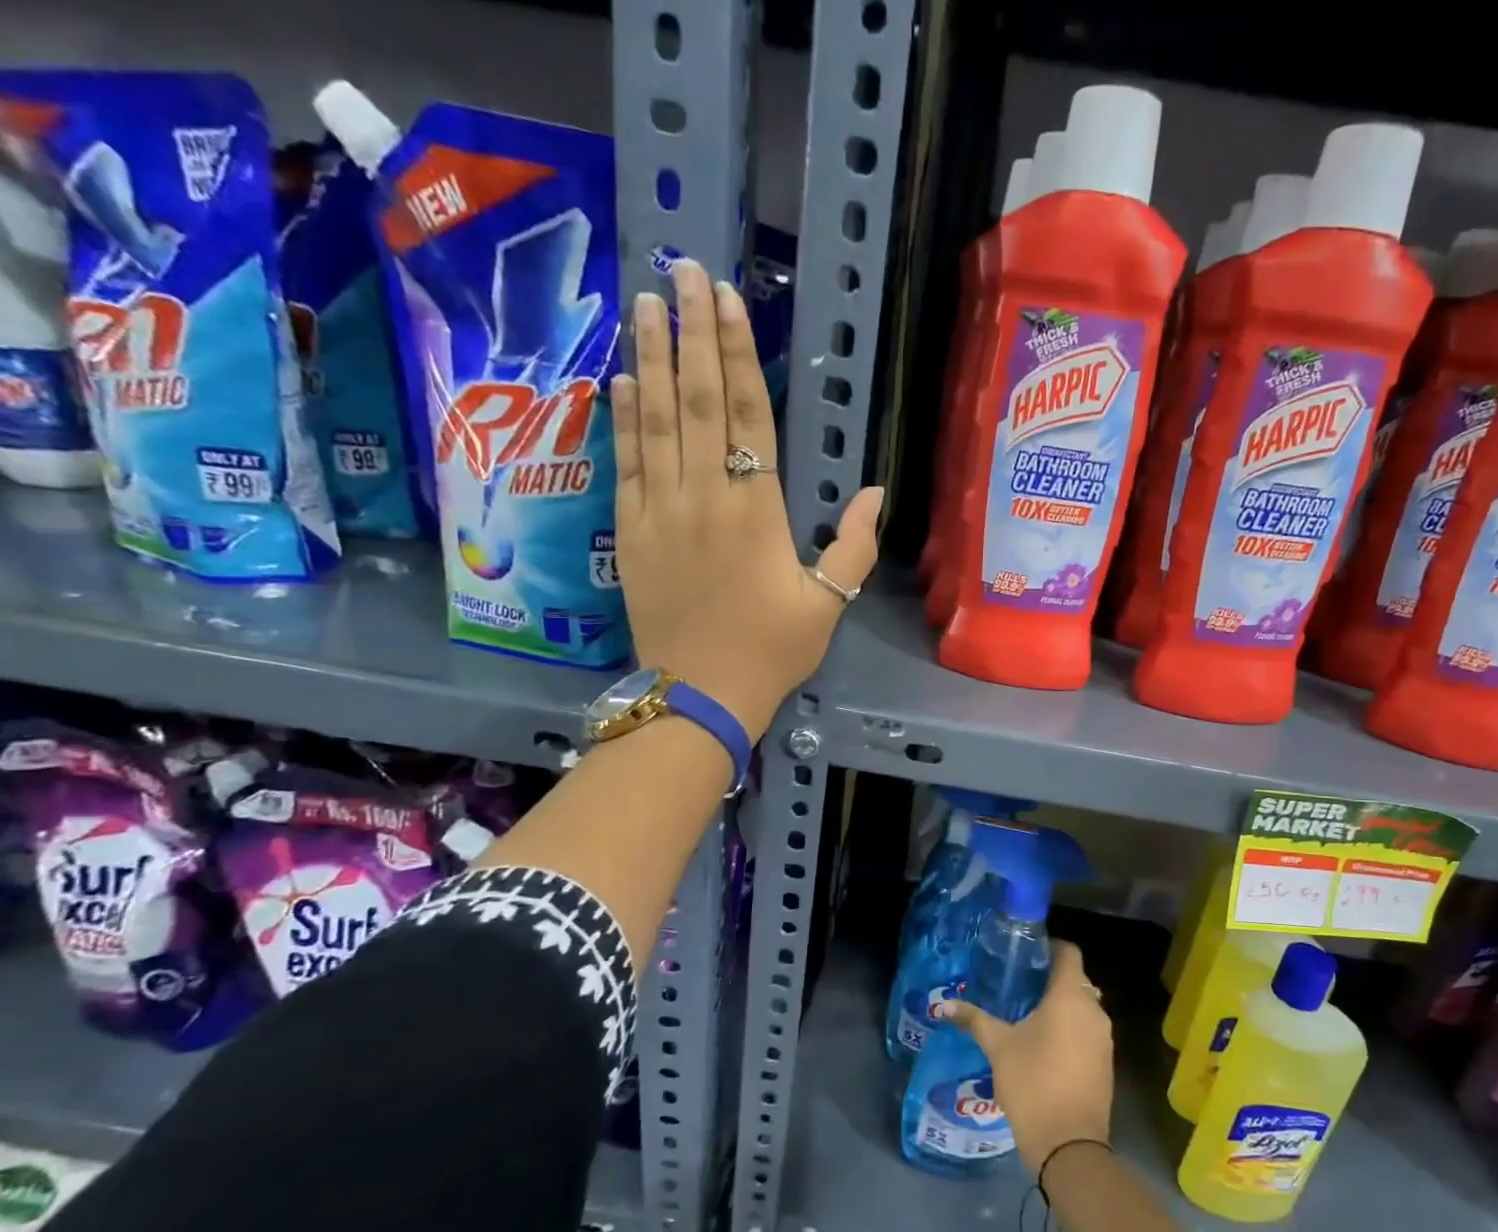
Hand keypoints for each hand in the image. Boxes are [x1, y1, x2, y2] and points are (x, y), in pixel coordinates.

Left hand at [610, 259, 883, 739]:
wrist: (701, 694)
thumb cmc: (772, 650)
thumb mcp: (828, 604)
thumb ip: (854, 546)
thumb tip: (877, 492)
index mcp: (757, 510)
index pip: (747, 415)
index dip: (736, 354)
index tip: (728, 301)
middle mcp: (704, 495)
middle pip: (695, 399)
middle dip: (690, 331)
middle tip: (683, 271)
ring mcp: (660, 510)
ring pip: (654, 419)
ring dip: (650, 357)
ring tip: (647, 304)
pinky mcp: (631, 530)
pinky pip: (626, 461)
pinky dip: (622, 417)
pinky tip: (621, 378)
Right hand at [934, 939, 1113, 1178]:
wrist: (1069, 1145)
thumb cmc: (1033, 1082)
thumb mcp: (998, 1047)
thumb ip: (974, 1020)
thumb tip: (943, 1005)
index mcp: (1070, 996)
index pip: (1069, 953)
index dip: (1050, 947)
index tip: (1027, 951)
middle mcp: (1094, 1010)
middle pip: (1076, 980)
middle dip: (1050, 979)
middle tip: (1019, 982)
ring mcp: (1104, 1038)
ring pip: (1083, 1008)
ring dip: (1061, 1006)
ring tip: (1027, 1012)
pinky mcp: (1105, 1062)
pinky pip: (1087, 1031)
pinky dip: (1069, 1029)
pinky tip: (1044, 1043)